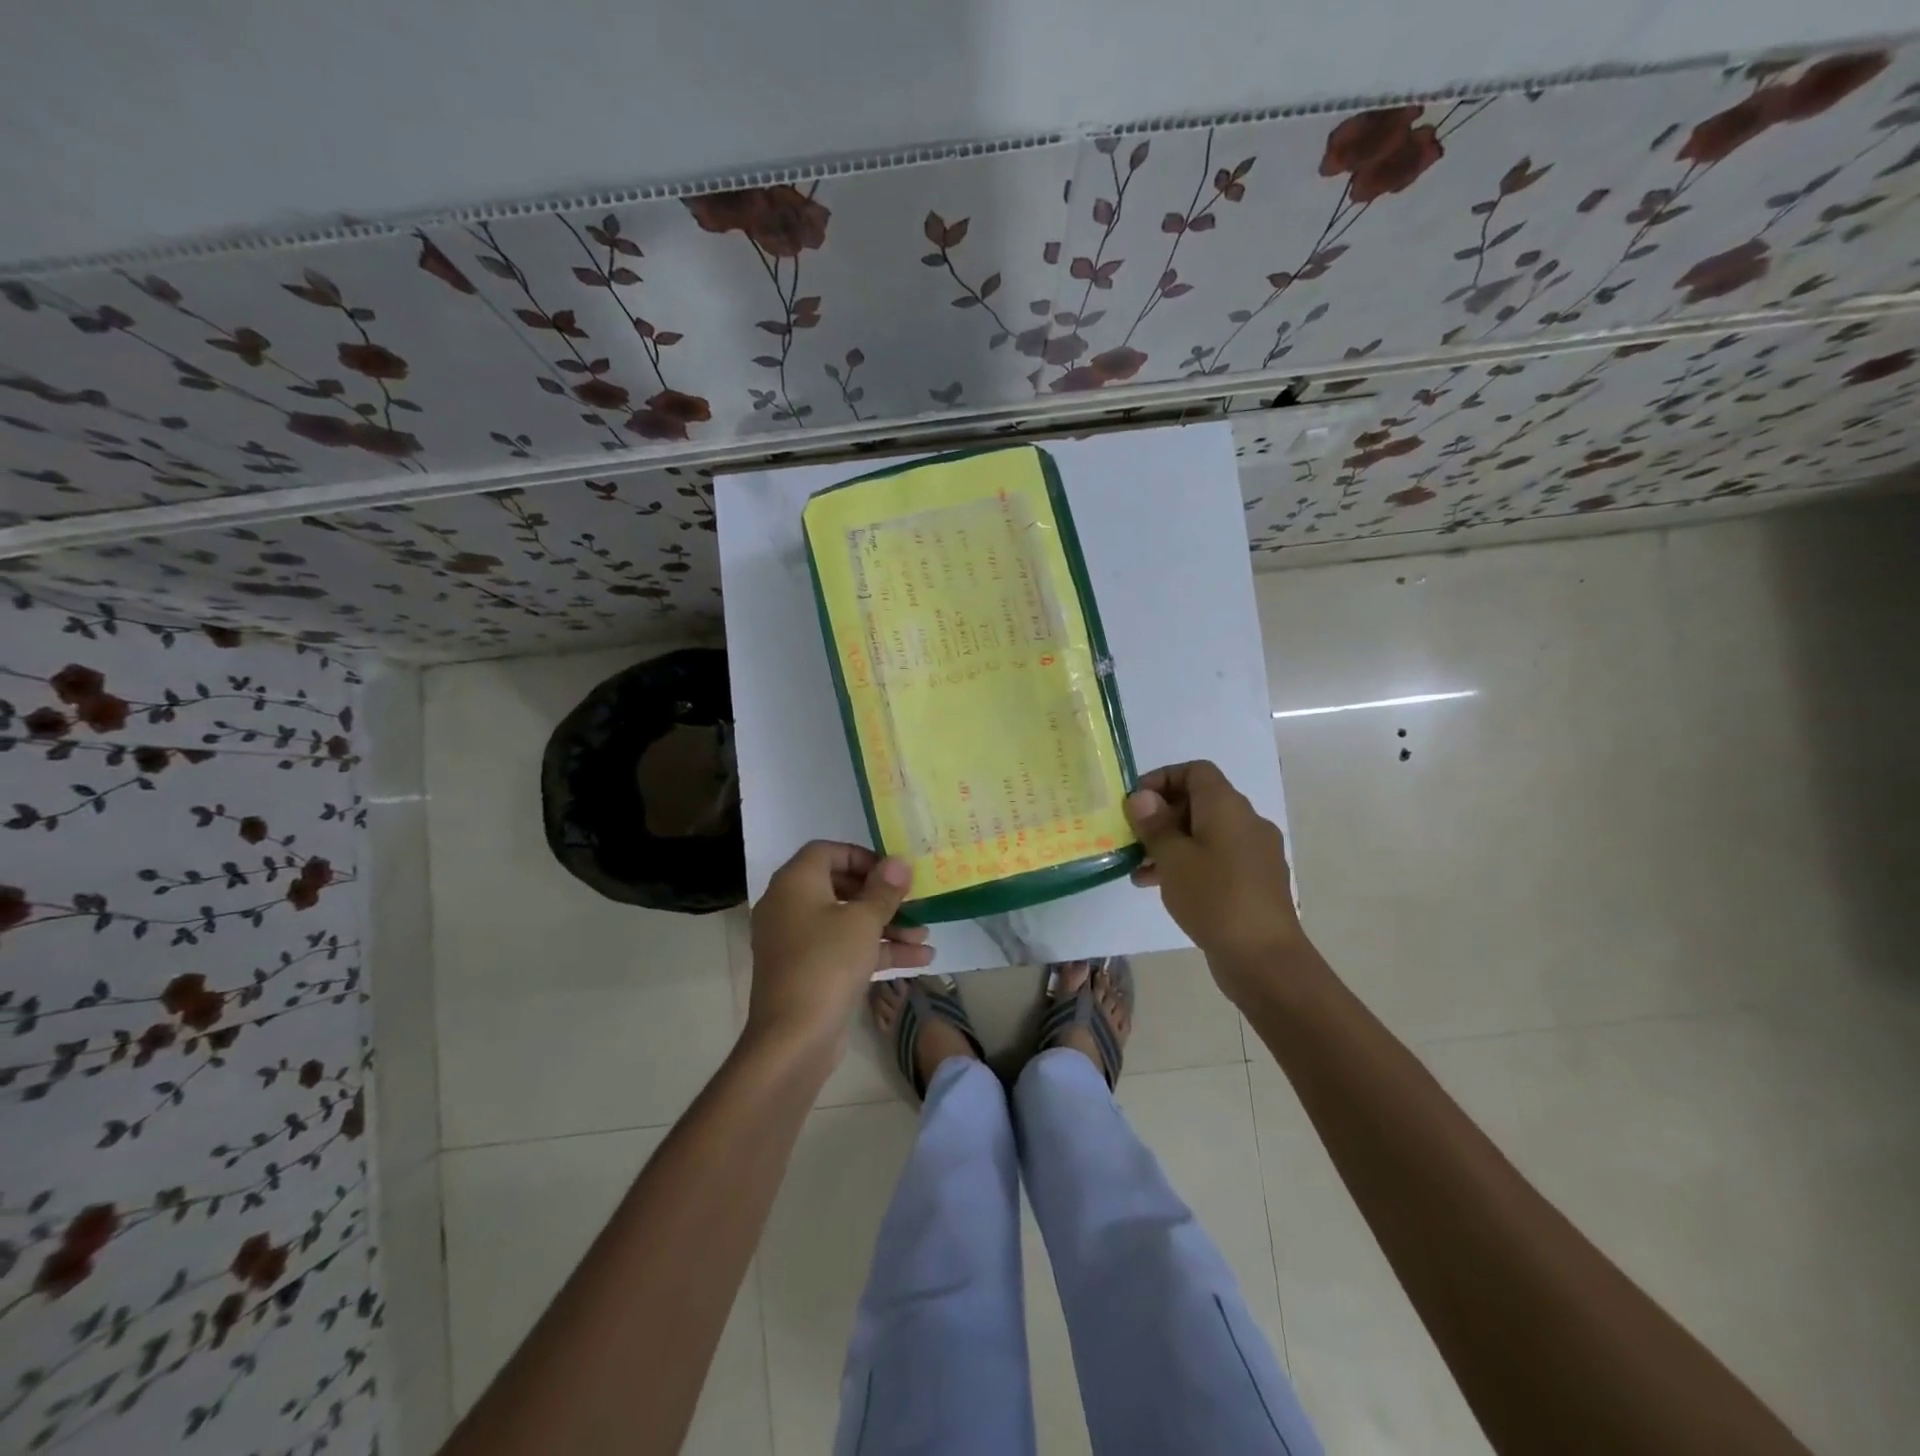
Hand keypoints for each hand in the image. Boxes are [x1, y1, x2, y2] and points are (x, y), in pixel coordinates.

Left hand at [746, 842, 932, 1057]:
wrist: (793, 1038)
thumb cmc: (827, 963)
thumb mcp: (863, 921)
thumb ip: (884, 889)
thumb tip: (898, 862)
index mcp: (795, 883)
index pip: (827, 851)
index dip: (862, 857)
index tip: (892, 873)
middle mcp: (790, 906)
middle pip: (841, 887)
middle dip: (882, 897)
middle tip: (913, 903)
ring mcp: (797, 941)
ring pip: (846, 921)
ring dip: (886, 927)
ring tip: (926, 937)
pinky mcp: (808, 971)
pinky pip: (843, 949)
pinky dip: (875, 950)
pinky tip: (918, 960)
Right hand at [1125, 761, 1307, 997]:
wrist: (1264, 958)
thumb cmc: (1214, 898)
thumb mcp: (1173, 858)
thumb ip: (1155, 824)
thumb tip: (1142, 797)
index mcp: (1227, 807)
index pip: (1196, 771)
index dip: (1163, 778)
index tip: (1136, 803)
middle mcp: (1247, 821)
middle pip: (1200, 802)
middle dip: (1162, 816)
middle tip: (1133, 838)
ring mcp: (1255, 853)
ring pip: (1206, 834)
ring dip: (1172, 844)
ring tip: (1139, 869)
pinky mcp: (1255, 881)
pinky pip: (1217, 858)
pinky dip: (1190, 864)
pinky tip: (1163, 888)